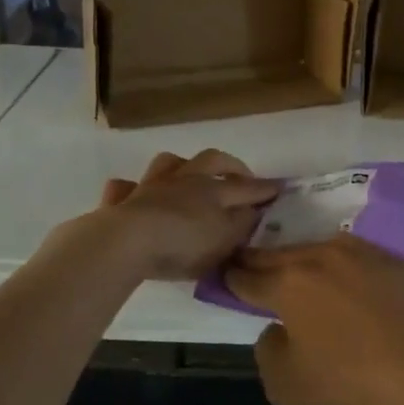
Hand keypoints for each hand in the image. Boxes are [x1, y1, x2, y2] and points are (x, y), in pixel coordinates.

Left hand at [94, 150, 280, 280]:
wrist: (128, 242)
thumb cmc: (184, 244)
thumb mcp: (224, 241)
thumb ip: (241, 226)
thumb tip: (253, 211)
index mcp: (213, 191)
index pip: (246, 187)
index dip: (264, 188)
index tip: (280, 187)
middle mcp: (185, 181)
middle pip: (211, 160)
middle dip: (230, 165)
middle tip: (240, 175)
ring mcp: (151, 187)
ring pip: (168, 163)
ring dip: (182, 166)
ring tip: (189, 176)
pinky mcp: (123, 200)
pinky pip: (125, 187)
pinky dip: (133, 189)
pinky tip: (137, 195)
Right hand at [225, 235, 403, 404]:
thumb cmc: (352, 382)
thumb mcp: (288, 387)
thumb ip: (268, 353)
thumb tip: (276, 329)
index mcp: (288, 283)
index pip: (247, 276)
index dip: (231, 277)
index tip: (223, 275)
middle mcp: (320, 257)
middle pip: (279, 255)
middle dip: (259, 260)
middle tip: (247, 264)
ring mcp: (360, 254)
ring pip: (317, 250)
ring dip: (301, 259)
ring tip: (297, 270)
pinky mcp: (392, 261)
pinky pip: (353, 258)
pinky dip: (340, 267)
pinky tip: (344, 279)